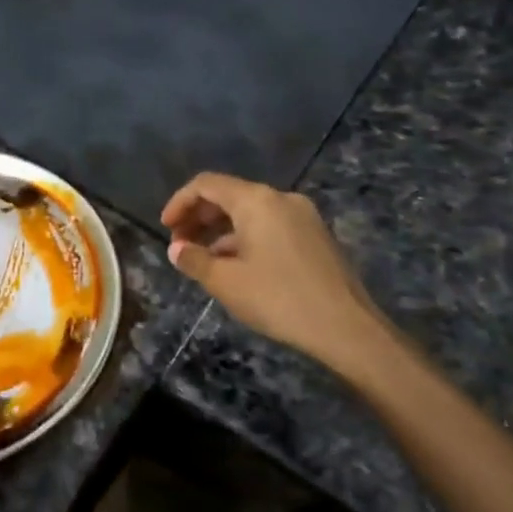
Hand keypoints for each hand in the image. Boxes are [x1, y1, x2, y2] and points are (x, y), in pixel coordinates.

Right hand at [162, 173, 387, 371]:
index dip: (180, 202)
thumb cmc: (279, 299)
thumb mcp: (227, 282)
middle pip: (230, 195)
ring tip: (203, 260)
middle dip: (200, 217)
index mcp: (256, 201)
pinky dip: (246, 238)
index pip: (207, 184)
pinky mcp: (315, 236)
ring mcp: (303, 216)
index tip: (165, 229)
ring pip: (251, 213)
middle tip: (180, 245)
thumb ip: (195, 260)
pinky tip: (237, 267)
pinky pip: (270, 226)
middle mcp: (281, 198)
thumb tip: (177, 249)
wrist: (346, 327)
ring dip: (222, 231)